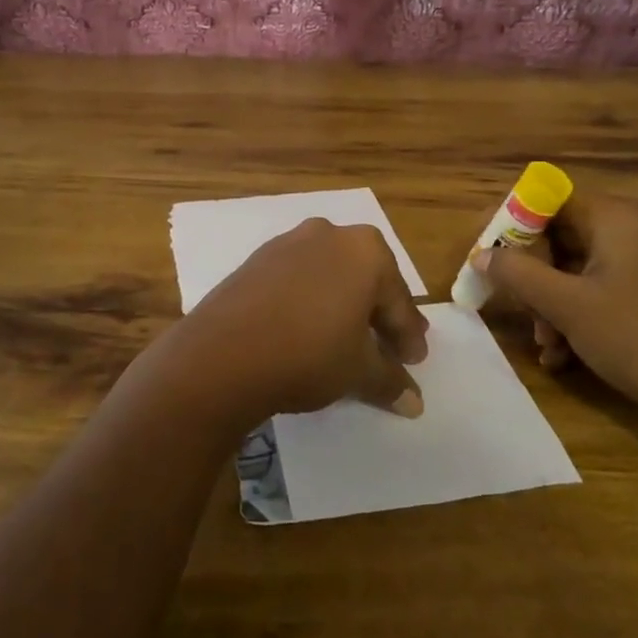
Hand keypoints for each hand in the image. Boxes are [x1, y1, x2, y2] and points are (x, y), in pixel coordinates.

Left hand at [169, 219, 428, 426]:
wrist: (222, 353)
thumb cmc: (308, 354)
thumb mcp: (358, 372)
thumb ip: (391, 381)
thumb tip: (414, 402)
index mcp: (366, 251)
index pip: (398, 300)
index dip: (408, 335)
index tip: (415, 361)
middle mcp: (330, 234)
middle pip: (366, 280)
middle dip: (379, 314)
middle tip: (389, 347)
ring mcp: (289, 242)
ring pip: (331, 275)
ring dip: (344, 305)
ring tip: (348, 339)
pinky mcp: (258, 259)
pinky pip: (299, 278)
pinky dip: (311, 300)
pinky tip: (307, 329)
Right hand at [473, 190, 637, 426]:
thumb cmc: (634, 338)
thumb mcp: (565, 305)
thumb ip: (516, 273)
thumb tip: (480, 254)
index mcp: (614, 216)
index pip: (546, 199)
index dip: (510, 222)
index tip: (485, 251)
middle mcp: (629, 227)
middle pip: (558, 235)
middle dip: (531, 275)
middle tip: (517, 309)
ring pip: (573, 267)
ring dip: (549, 303)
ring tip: (545, 345)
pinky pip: (595, 286)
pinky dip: (574, 313)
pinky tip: (562, 355)